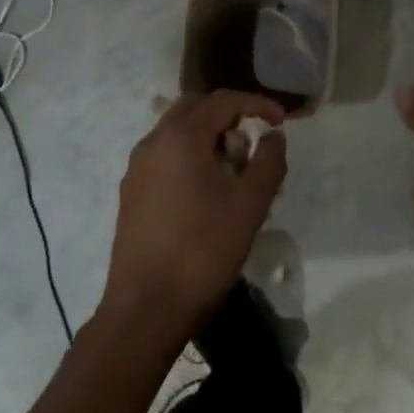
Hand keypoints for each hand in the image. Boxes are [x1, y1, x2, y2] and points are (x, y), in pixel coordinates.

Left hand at [102, 91, 287, 342]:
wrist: (143, 312)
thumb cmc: (201, 252)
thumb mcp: (249, 206)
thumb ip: (268, 163)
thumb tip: (274, 136)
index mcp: (181, 135)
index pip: (224, 100)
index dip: (256, 104)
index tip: (282, 121)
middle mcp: (154, 141)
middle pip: (197, 108)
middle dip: (229, 116)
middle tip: (254, 141)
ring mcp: (137, 167)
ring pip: (178, 131)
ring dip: (209, 137)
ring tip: (234, 170)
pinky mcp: (131, 192)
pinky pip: (165, 155)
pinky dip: (190, 156)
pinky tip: (206, 191)